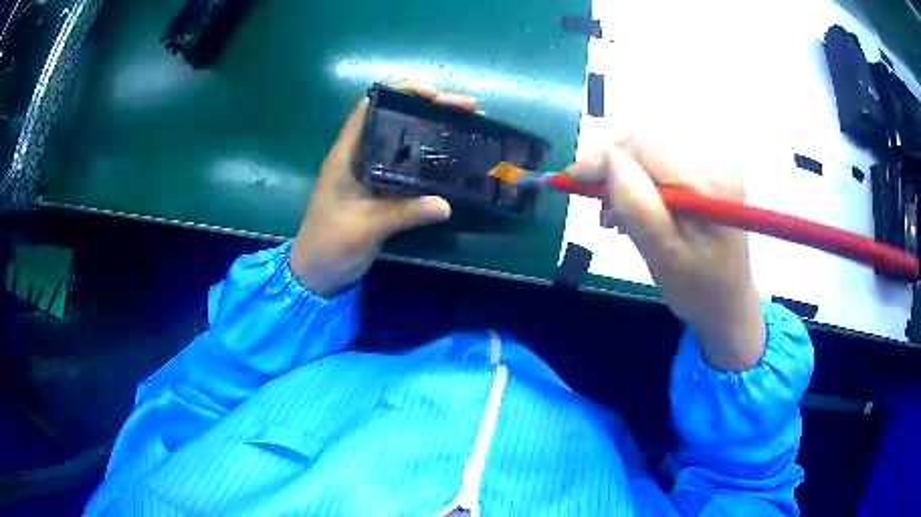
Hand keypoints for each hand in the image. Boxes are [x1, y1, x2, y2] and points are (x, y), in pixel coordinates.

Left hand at [291, 83, 477, 297]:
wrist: (317, 274)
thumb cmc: (330, 245)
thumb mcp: (366, 228)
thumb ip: (404, 214)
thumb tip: (446, 205)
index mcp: (347, 155)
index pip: (370, 108)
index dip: (400, 93)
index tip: (435, 95)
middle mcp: (360, 157)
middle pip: (395, 120)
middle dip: (431, 109)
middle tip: (469, 108)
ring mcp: (372, 174)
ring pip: (405, 141)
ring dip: (435, 130)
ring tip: (469, 125)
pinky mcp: (382, 191)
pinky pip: (409, 167)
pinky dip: (431, 158)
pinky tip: (455, 158)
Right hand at [570, 135, 765, 370]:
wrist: (729, 307)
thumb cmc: (697, 290)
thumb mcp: (662, 253)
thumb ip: (635, 203)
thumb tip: (603, 161)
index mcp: (708, 182)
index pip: (643, 148)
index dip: (603, 160)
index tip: (571, 183)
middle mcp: (715, 163)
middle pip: (647, 147)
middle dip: (615, 172)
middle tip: (601, 212)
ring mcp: (714, 167)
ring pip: (652, 155)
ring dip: (627, 180)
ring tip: (618, 218)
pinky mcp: (710, 176)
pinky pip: (665, 166)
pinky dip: (643, 184)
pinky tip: (640, 211)